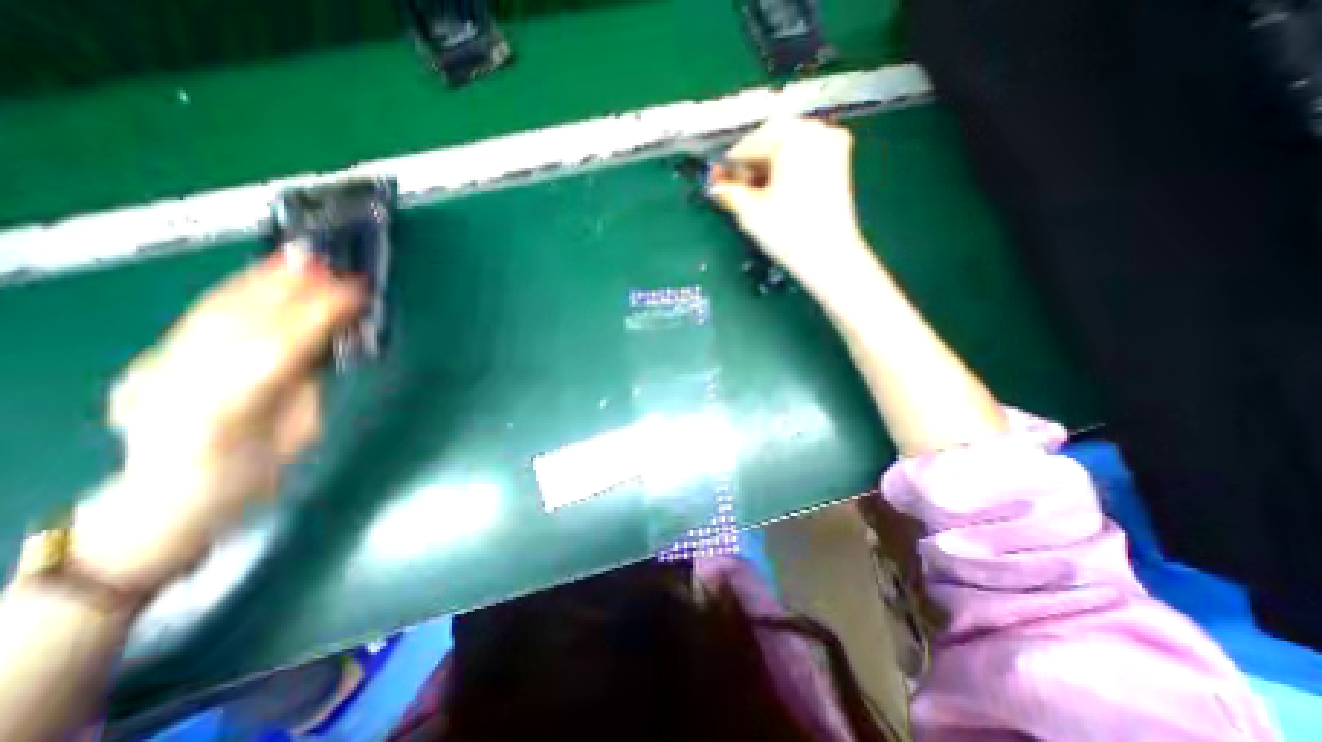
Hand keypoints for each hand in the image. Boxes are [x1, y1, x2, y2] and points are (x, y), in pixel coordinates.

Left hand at [69, 253, 360, 591]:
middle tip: (339, 270)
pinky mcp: (154, 358)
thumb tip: (324, 339)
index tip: (356, 294)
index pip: (277, 350)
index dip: (319, 316)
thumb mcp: (297, 433)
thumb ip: (305, 383)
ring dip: (266, 281)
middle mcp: (172, 385)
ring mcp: (154, 369)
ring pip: (214, 313)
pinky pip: (203, 316)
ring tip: (305, 259)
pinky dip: (239, 290)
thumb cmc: (252, 475)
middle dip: (295, 290)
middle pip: (240, 323)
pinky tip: (265, 274)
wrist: (174, 497)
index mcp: (221, 414)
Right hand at [713, 116, 874, 291]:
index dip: (730, 165)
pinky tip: (774, 193)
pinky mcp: (840, 163)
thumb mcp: (749, 211)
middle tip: (733, 189)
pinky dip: (786, 171)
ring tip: (752, 195)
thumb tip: (715, 184)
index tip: (717, 182)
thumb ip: (728, 191)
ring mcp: (832, 145)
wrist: (829, 257)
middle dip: (750, 166)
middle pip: (771, 142)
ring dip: (767, 169)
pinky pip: (804, 157)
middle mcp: (816, 129)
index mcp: (793, 135)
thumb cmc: (787, 232)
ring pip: (788, 150)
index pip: (750, 143)